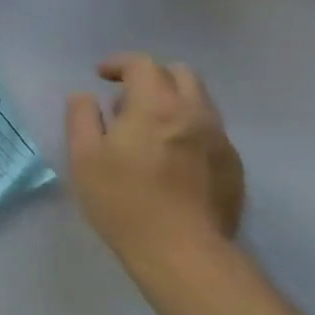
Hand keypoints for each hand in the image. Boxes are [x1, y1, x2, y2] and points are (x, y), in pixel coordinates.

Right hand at [66, 54, 244, 272]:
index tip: (100, 76)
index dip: (119, 63)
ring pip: (199, 102)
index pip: (143, 64)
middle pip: (181, 74)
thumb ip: (82, 117)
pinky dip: (186, 129)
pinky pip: (209, 131)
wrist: (182, 251)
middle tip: (125, 99)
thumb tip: (85, 96)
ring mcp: (220, 140)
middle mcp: (195, 114)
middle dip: (151, 77)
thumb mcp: (83, 156)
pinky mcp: (233, 166)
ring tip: (145, 129)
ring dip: (171, 102)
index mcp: (156, 106)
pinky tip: (168, 158)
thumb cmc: (122, 199)